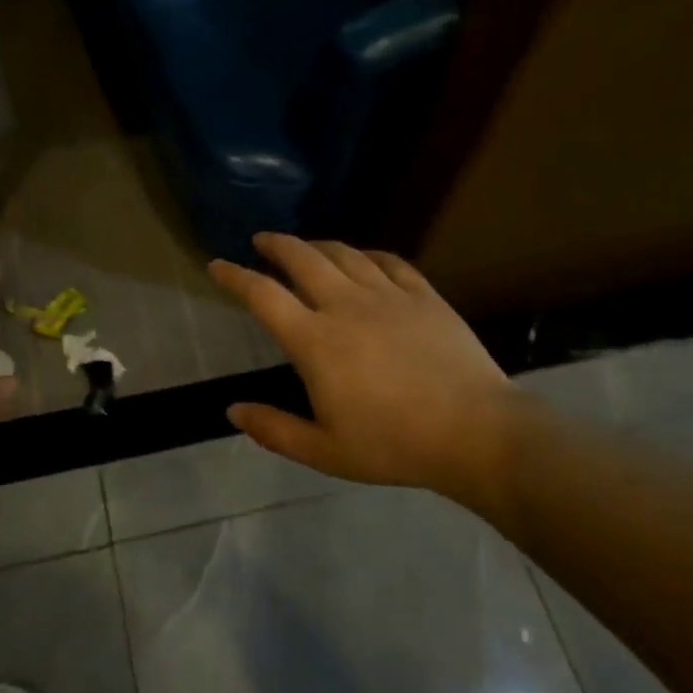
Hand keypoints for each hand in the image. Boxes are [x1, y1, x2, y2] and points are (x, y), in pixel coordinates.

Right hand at [209, 233, 512, 505]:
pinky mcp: (423, 295)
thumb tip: (232, 410)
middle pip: (301, 258)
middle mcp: (345, 305)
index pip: (263, 295)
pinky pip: (389, 261)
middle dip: (275, 244)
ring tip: (305, 247)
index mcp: (315, 341)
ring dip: (317, 245)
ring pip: (343, 254)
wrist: (476, 432)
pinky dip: (367, 254)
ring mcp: (387, 295)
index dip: (234, 276)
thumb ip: (274, 429)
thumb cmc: (394, 445)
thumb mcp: (325, 452)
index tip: (217, 265)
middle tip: (261, 240)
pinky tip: (363, 258)